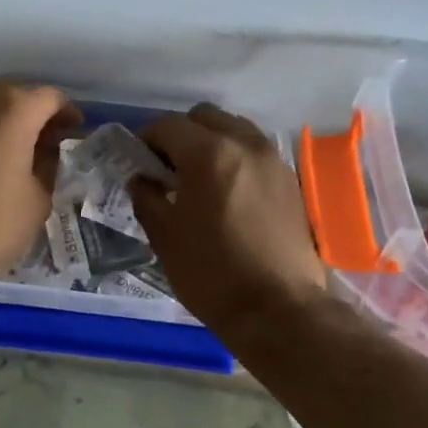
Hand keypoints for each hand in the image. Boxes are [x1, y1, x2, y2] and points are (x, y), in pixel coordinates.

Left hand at [0, 81, 80, 289]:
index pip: (52, 98)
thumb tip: (47, 157)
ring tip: (21, 160)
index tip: (76, 136)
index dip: (69, 115)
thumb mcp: (37, 201)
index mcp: (13, 108)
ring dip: (9, 127)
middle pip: (19, 98)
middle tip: (51, 149)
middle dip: (39, 119)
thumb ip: (50, 170)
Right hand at [130, 104, 328, 334]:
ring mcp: (273, 161)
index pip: (168, 125)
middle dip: (181, 134)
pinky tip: (226, 193)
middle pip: (205, 117)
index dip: (146, 139)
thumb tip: (142, 179)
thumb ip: (147, 198)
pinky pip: (255, 152)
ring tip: (198, 179)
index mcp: (209, 154)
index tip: (138, 162)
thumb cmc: (212, 274)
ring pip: (235, 129)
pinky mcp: (290, 181)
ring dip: (211, 142)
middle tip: (167, 168)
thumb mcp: (165, 237)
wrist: (278, 310)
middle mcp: (245, 144)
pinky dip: (235, 158)